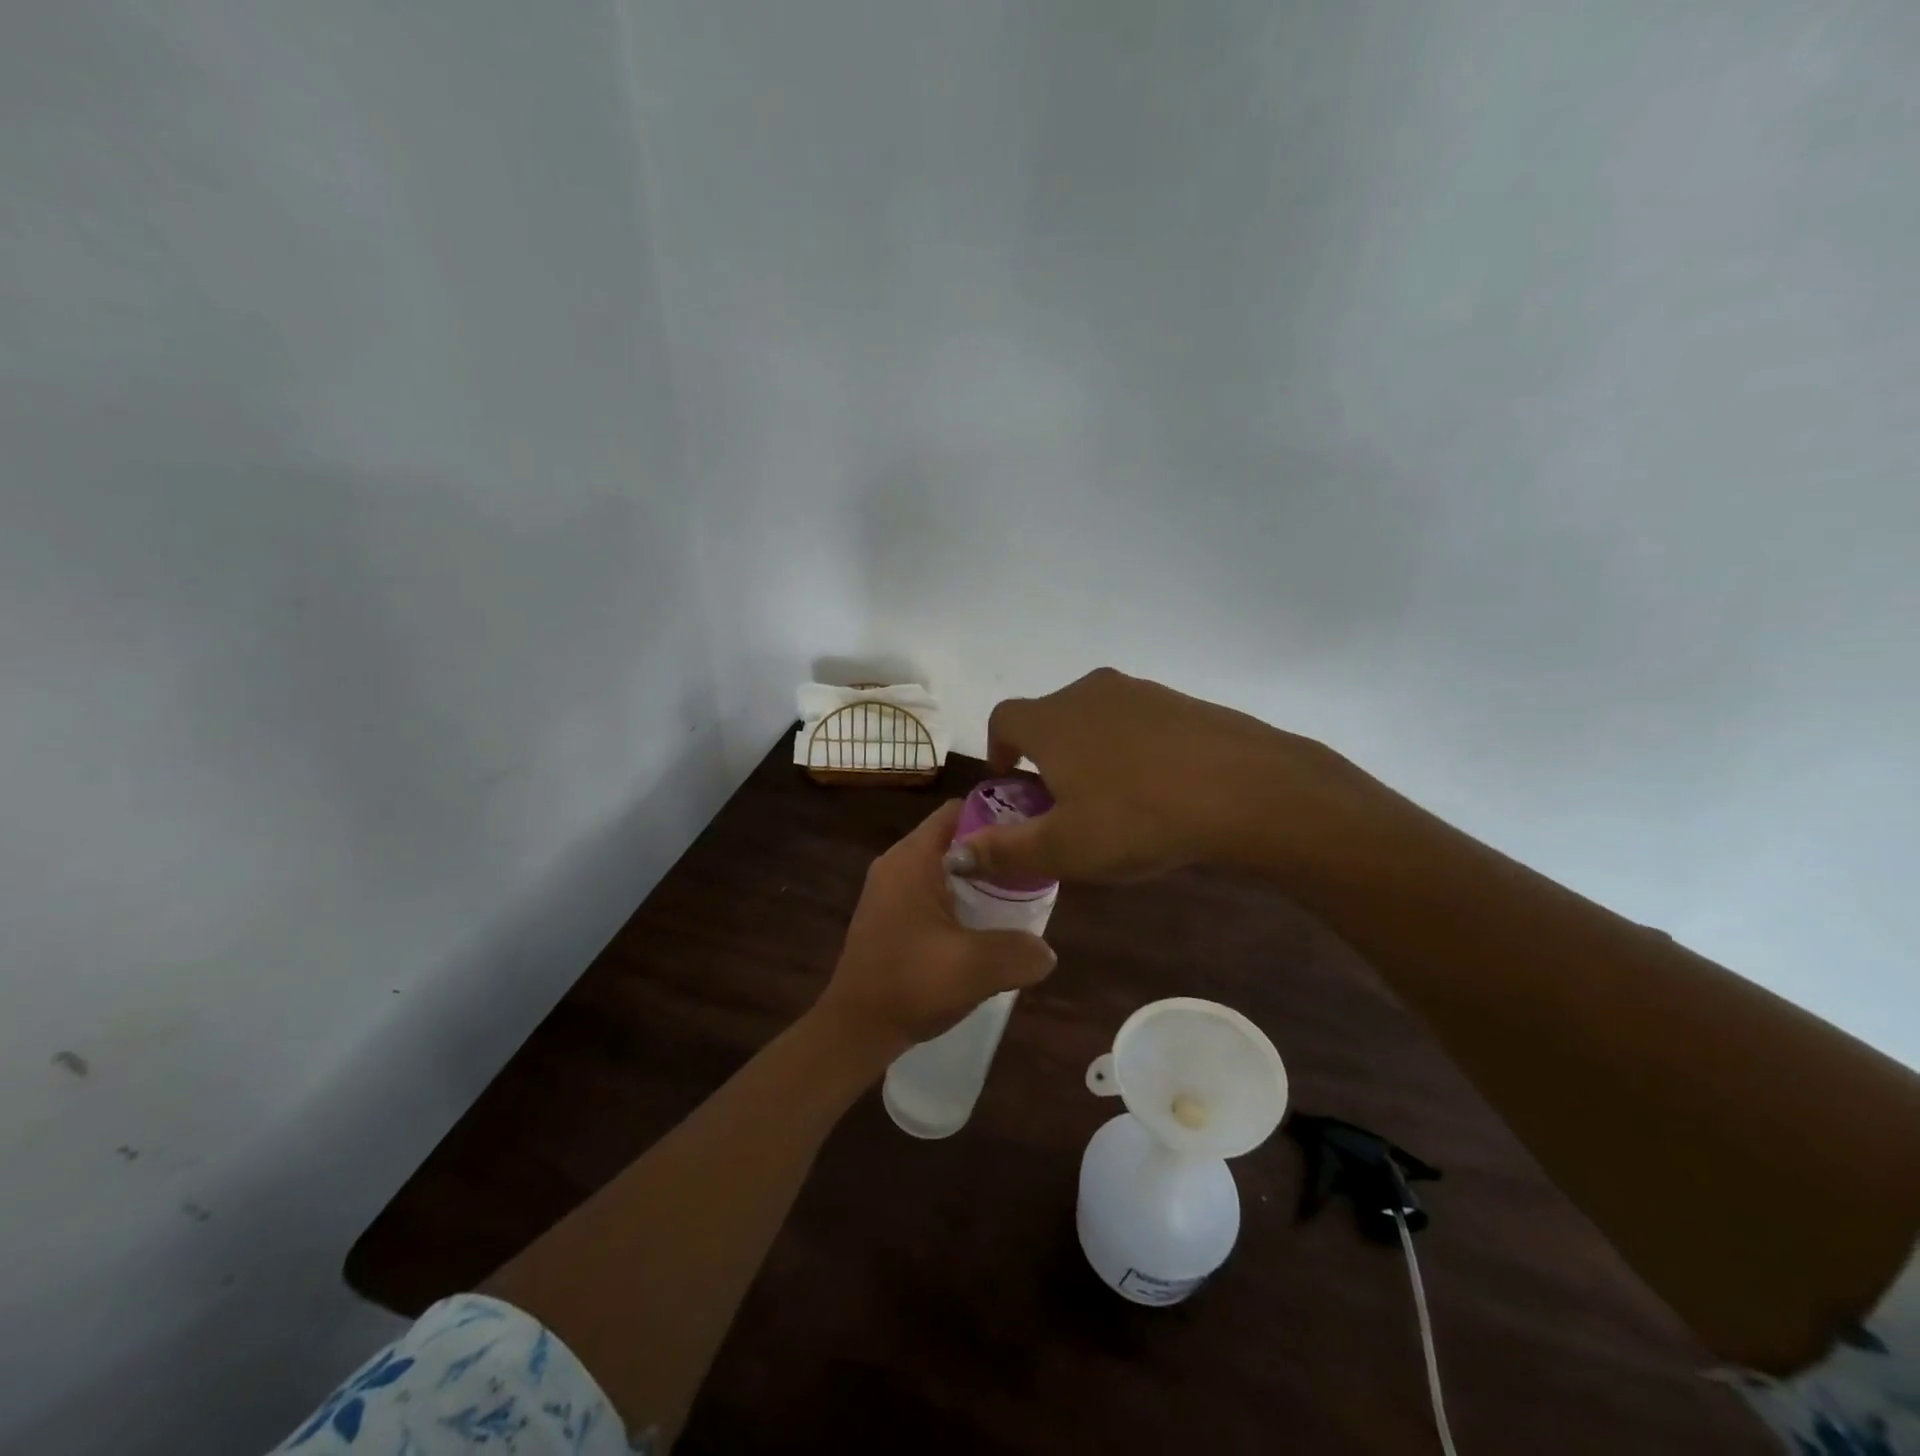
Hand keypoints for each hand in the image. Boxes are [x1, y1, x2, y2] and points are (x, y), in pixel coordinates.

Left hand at [815, 801, 1056, 1061]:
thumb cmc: (910, 985)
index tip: (1032, 835)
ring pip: (945, 866)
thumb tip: (1047, 951)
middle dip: (993, 851)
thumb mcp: (975, 968)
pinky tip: (984, 925)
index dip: (998, 815)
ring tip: (1017, 897)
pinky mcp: (890, 913)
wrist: (855, 1028)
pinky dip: (960, 897)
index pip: (959, 811)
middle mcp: (898, 863)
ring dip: (978, 878)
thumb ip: (1020, 952)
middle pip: (954, 837)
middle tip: (1033, 870)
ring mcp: (890, 889)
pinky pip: (932, 889)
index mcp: (913, 859)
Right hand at [952, 667, 1375, 883]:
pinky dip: (1132, 749)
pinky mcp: (1182, 701)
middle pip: (1050, 718)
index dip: (997, 749)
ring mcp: (1140, 692)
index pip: (1004, 719)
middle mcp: (1089, 693)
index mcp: (1052, 720)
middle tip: (1061, 804)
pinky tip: (1158, 789)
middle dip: (1045, 757)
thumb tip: (953, 857)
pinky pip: (1139, 723)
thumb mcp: (1065, 847)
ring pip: (1096, 719)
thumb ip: (1004, 852)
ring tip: (1112, 800)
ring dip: (1089, 752)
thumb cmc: (1138, 817)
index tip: (1010, 784)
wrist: (1247, 788)